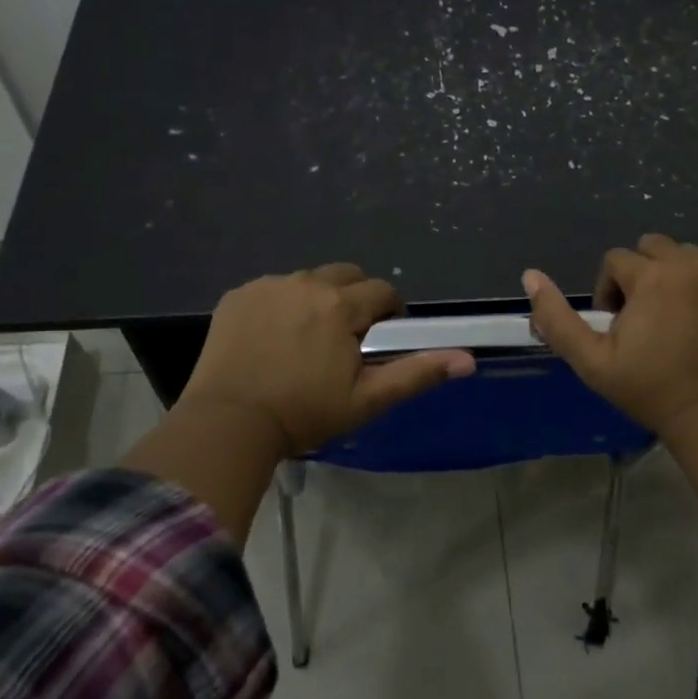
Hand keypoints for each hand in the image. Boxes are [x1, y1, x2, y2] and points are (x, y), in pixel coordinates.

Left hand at [176, 263, 474, 454]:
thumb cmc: (304, 413)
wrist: (229, 422)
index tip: (379, 341)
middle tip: (346, 338)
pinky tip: (273, 338)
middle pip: (346, 275)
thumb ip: (418, 373)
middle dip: (355, 299)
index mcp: (341, 305)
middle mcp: (306, 282)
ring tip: (307, 340)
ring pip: (309, 280)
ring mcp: (268, 286)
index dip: (389, 314)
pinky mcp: (238, 295)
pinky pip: (272, 289)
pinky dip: (281, 305)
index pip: (382, 292)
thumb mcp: (367, 399)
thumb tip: (468, 359)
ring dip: (318, 300)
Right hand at [522, 234, 697, 442]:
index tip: (616, 327)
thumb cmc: (649, 390)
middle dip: (641, 274)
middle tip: (643, 318)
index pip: (616, 260)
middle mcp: (693, 266)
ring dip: (674, 278)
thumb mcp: (591, 360)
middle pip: (654, 247)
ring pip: (689, 258)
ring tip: (673, 320)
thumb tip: (530, 275)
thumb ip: (555, 317)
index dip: (608, 291)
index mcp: (653, 276)